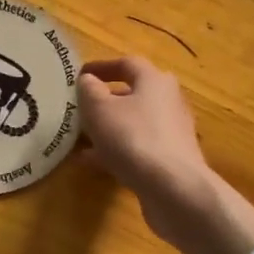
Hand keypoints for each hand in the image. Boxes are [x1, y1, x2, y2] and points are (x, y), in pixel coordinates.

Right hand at [78, 57, 253, 253]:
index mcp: (154, 80)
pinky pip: (138, 147)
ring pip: (134, 123)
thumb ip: (89, 91)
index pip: (127, 64)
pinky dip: (117, 150)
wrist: (174, 189)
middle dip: (105, 101)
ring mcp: (172, 132)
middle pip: (133, 94)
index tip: (79, 76)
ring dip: (108, 128)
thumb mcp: (99, 109)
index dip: (102, 67)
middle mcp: (168, 101)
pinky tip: (93, 162)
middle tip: (80, 109)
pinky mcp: (171, 159)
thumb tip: (88, 80)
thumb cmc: (133, 138)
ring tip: (80, 139)